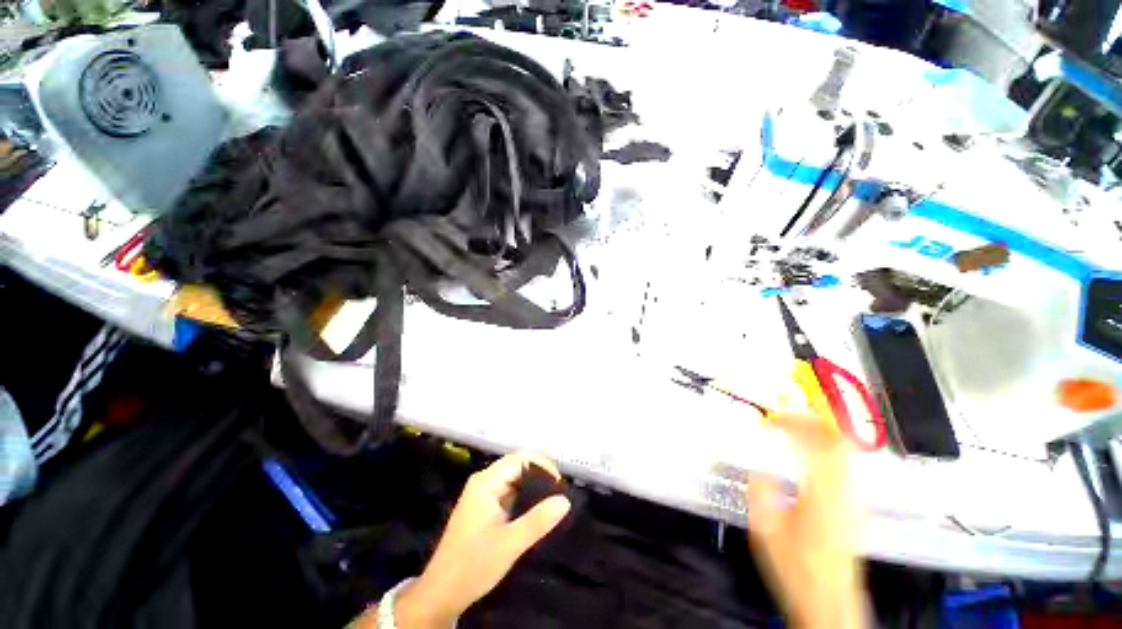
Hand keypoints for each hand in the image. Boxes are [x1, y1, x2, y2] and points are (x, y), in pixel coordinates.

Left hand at [357, 451, 570, 628]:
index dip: (542, 464)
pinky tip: (535, 510)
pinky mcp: (484, 506)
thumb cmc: (473, 565)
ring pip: (514, 479)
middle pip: (517, 465)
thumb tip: (565, 500)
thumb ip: (538, 520)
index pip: (520, 458)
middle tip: (559, 493)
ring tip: (552, 501)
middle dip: (539, 475)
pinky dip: (524, 496)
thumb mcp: (510, 544)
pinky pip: (508, 491)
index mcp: (486, 482)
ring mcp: (482, 494)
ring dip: (533, 486)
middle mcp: (483, 481)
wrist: (441, 593)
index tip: (559, 484)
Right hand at [746, 415, 868, 628]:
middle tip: (789, 416)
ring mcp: (854, 500)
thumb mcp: (765, 528)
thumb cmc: (796, 566)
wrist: (828, 600)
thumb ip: (760, 491)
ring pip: (845, 453)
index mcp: (822, 493)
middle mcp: (844, 491)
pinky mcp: (855, 508)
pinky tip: (810, 458)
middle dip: (814, 421)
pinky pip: (845, 467)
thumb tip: (758, 466)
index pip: (818, 443)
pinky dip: (827, 452)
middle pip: (839, 442)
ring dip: (821, 435)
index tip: (775, 419)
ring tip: (797, 431)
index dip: (797, 423)